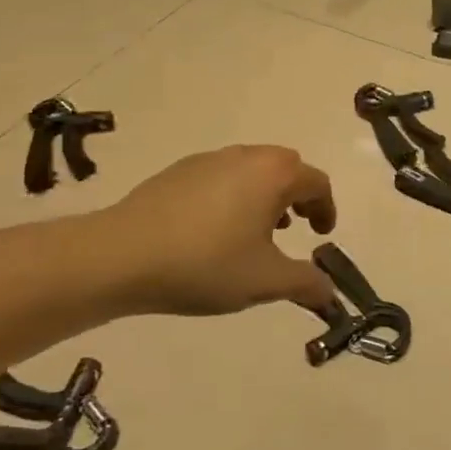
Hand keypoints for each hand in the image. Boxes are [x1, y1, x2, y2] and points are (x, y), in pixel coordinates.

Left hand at [100, 146, 337, 315]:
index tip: (321, 235)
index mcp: (273, 175)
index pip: (316, 183)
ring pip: (251, 169)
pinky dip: (232, 195)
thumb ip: (306, 284)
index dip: (326, 209)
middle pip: (285, 167)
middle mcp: (245, 157)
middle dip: (297, 195)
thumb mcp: (265, 282)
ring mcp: (207, 160)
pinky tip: (213, 231)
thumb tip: (330, 293)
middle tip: (294, 227)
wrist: (120, 256)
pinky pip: (220, 176)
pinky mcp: (176, 172)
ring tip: (254, 232)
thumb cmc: (205, 264)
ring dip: (264, 195)